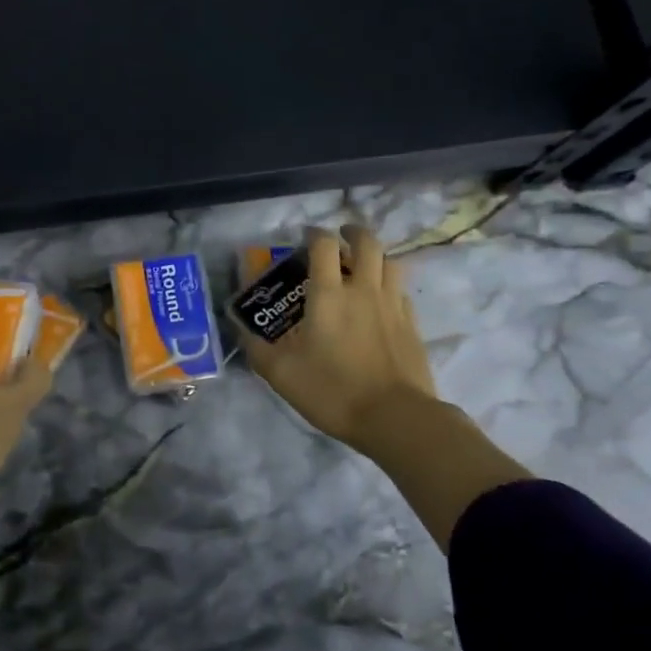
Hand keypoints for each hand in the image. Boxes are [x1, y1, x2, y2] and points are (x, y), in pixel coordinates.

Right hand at [245, 224, 526, 548]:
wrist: (396, 418)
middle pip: (367, 242)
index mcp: (329, 295)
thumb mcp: (281, 374)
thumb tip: (238, 327)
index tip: (304, 237)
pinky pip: (401, 290)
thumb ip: (256, 347)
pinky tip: (380, 300)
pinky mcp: (412, 324)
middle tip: (340, 237)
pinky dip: (389, 285)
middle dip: (352, 232)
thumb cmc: (333, 391)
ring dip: (375, 255)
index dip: (313, 234)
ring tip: (363, 264)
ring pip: (390, 262)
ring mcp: (392, 305)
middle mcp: (363, 289)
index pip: (323, 246)